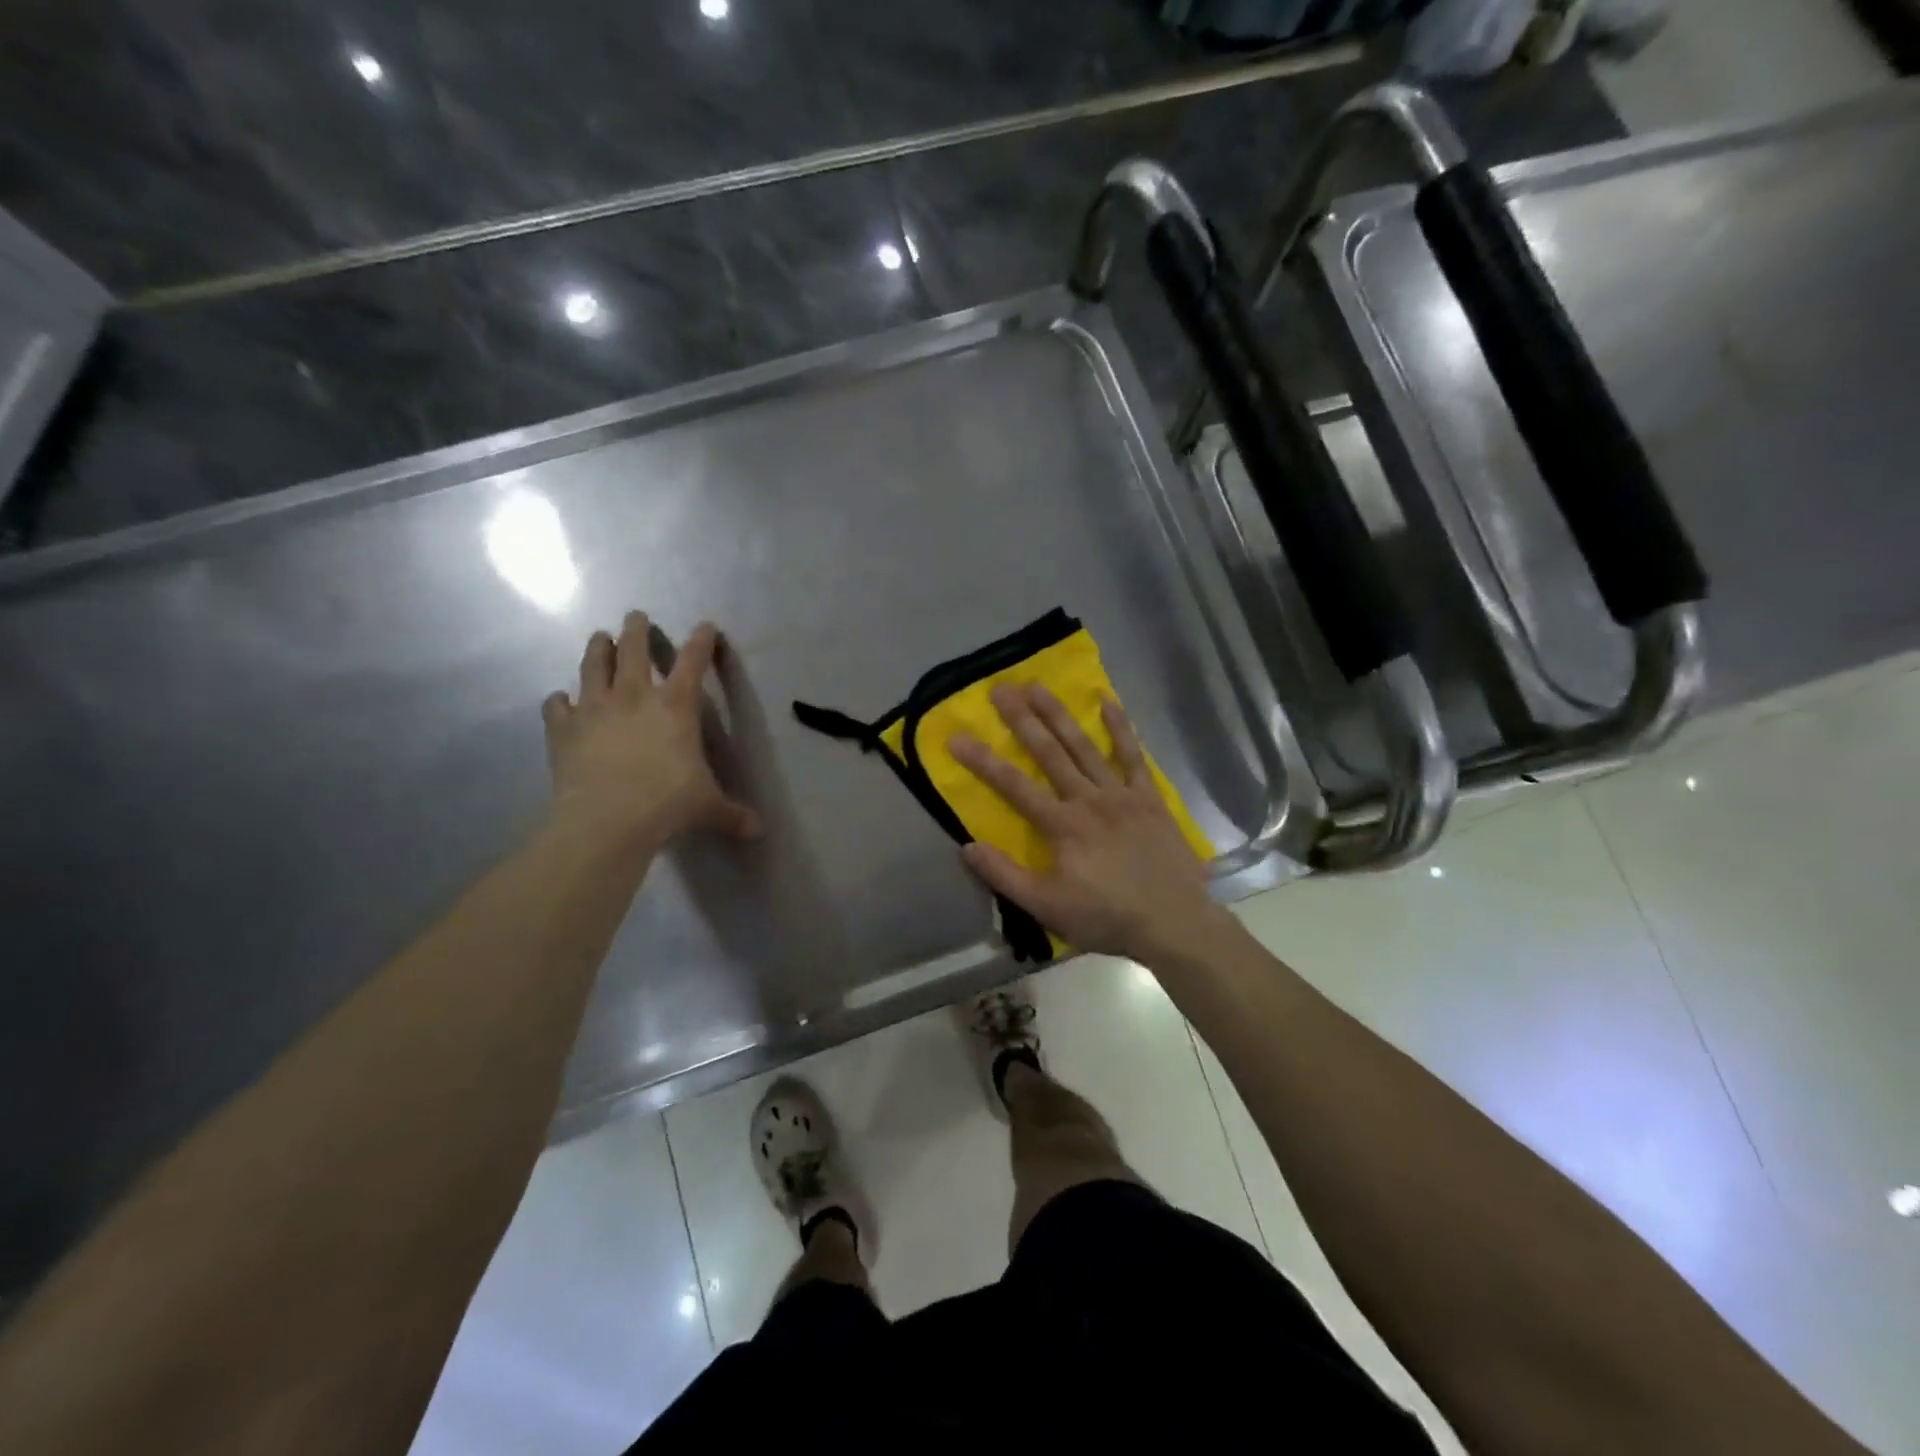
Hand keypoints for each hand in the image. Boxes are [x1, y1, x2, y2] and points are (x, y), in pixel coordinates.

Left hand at [542, 613, 761, 855]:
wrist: (606, 820)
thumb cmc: (667, 804)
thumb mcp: (708, 808)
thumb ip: (733, 814)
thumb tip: (760, 831)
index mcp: (676, 705)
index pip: (694, 661)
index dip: (702, 641)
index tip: (706, 626)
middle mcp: (634, 696)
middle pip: (633, 649)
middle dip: (636, 629)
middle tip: (635, 617)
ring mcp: (594, 708)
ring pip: (593, 665)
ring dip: (597, 648)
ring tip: (599, 637)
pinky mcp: (563, 728)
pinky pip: (556, 705)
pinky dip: (559, 701)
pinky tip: (560, 701)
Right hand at [949, 683, 1223, 963]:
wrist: (1174, 922)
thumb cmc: (1106, 917)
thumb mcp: (1046, 907)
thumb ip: (1005, 875)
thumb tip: (966, 846)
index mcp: (1062, 825)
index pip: (1013, 786)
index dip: (983, 761)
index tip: (956, 737)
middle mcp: (1088, 799)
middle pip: (1049, 753)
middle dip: (1022, 719)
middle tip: (1001, 689)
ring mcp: (1121, 794)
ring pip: (1085, 747)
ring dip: (1060, 715)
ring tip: (1039, 686)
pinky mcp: (1149, 798)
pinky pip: (1133, 756)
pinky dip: (1121, 728)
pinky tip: (1108, 701)